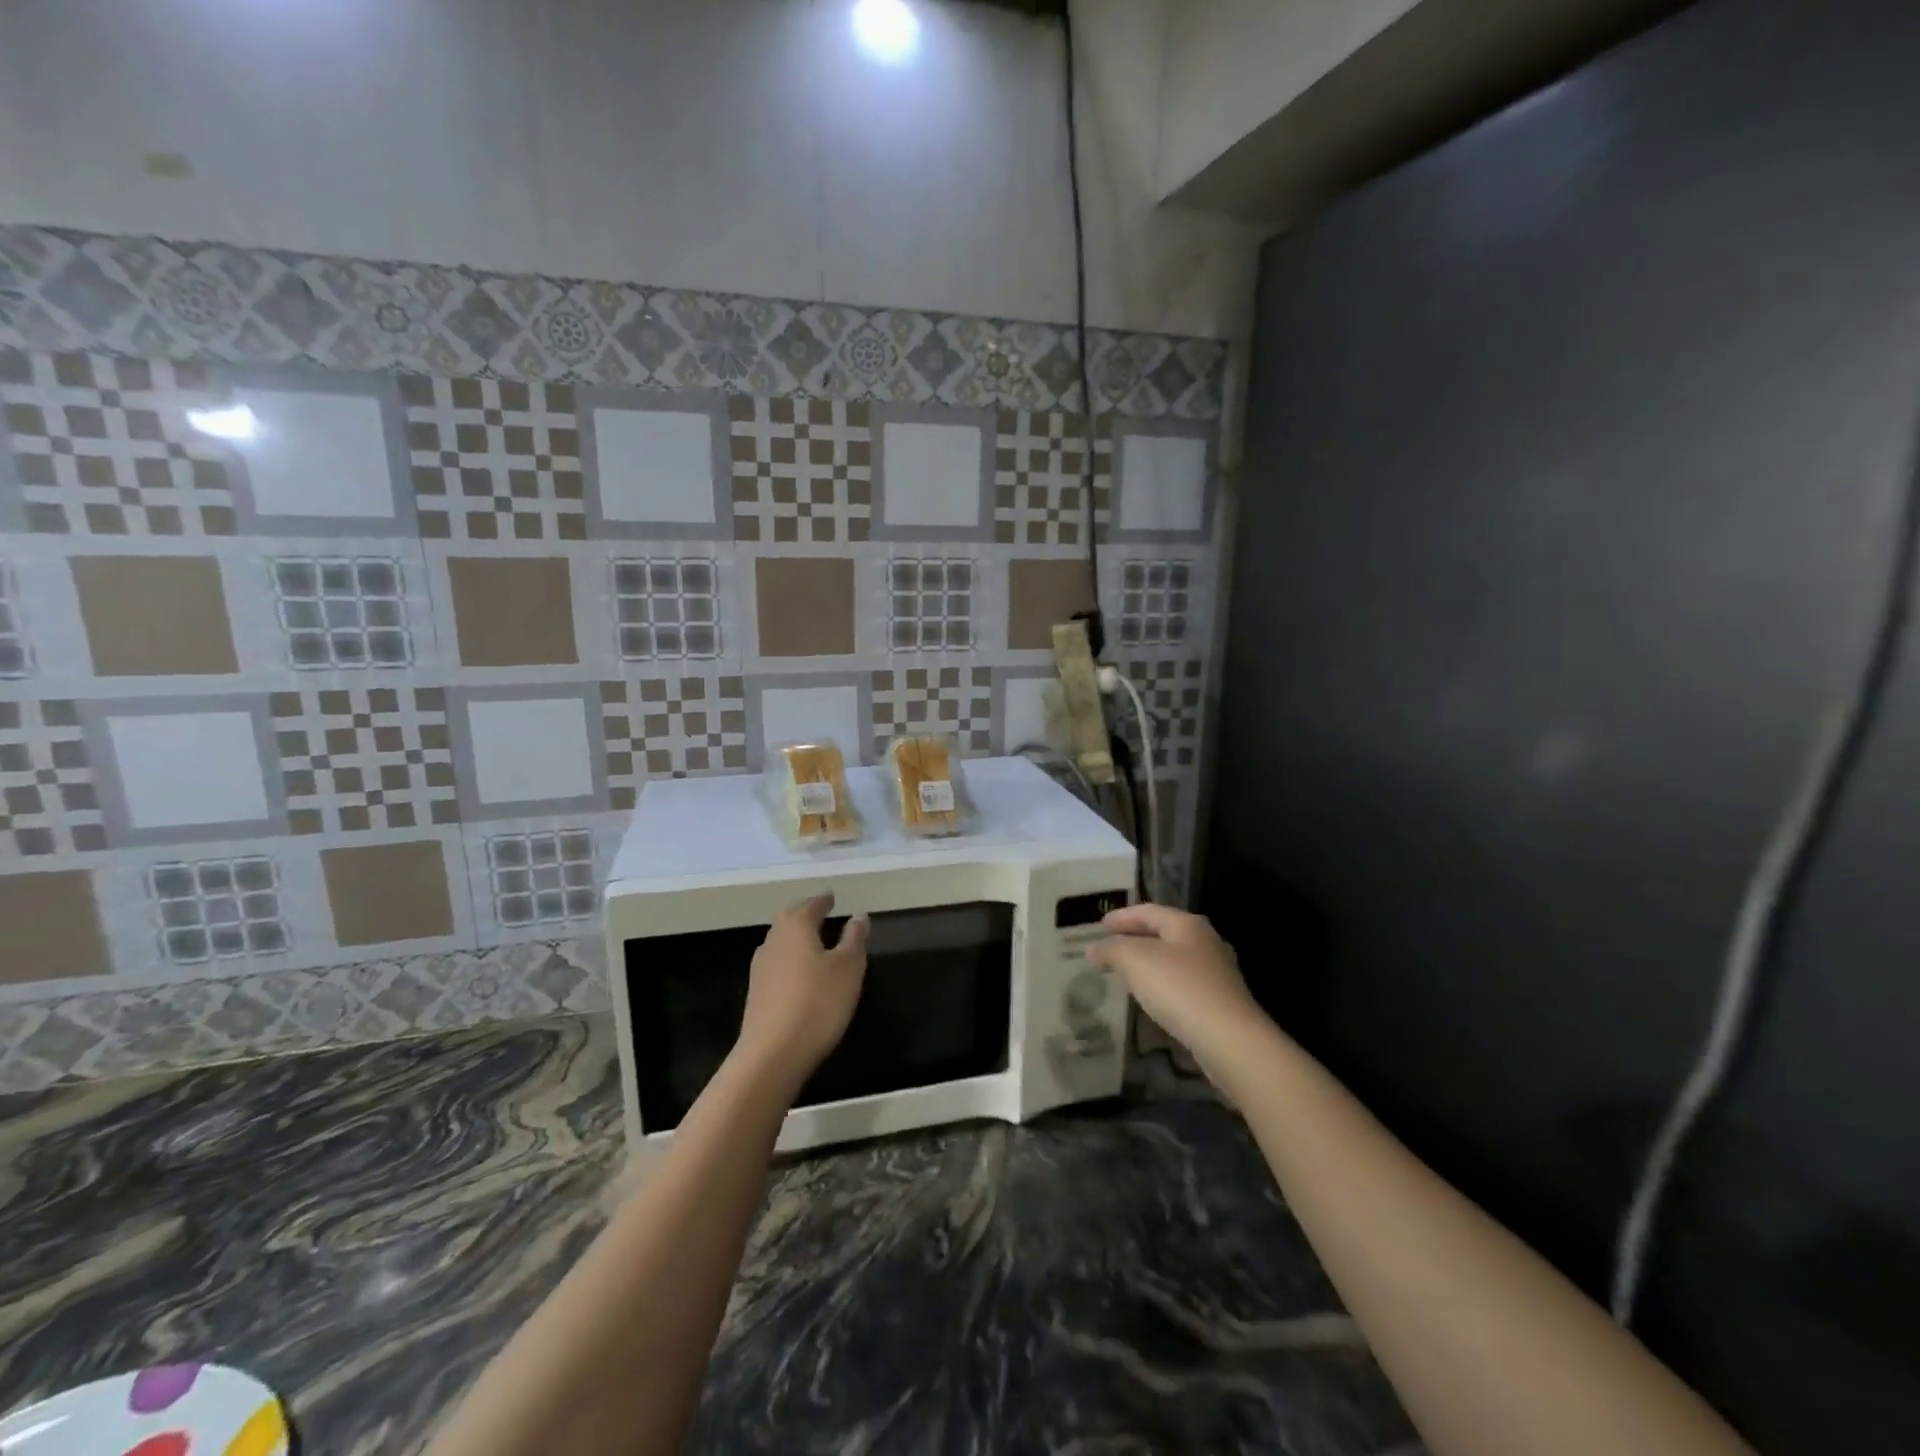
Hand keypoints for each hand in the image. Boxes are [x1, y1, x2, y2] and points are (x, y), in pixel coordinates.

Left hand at [734, 893, 869, 1091]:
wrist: (773, 1054)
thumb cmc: (818, 1002)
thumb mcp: (849, 968)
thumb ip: (854, 938)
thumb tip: (859, 915)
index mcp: (795, 926)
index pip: (811, 905)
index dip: (824, 900)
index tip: (832, 896)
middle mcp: (773, 940)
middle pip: (790, 919)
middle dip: (806, 914)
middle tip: (822, 913)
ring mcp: (760, 967)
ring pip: (781, 941)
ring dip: (797, 937)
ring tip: (814, 941)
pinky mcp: (756, 993)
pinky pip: (777, 964)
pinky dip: (790, 959)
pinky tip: (800, 973)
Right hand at [1088, 903, 1265, 1073]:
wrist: (1230, 1040)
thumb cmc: (1180, 988)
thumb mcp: (1135, 961)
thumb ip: (1111, 950)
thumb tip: (1093, 949)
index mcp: (1187, 925)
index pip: (1148, 911)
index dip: (1121, 916)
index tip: (1099, 925)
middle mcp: (1205, 943)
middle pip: (1164, 933)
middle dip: (1135, 938)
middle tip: (1110, 947)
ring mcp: (1217, 974)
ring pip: (1174, 960)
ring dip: (1148, 963)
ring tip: (1125, 973)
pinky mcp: (1220, 1003)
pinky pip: (1183, 985)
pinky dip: (1162, 986)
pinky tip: (1151, 999)